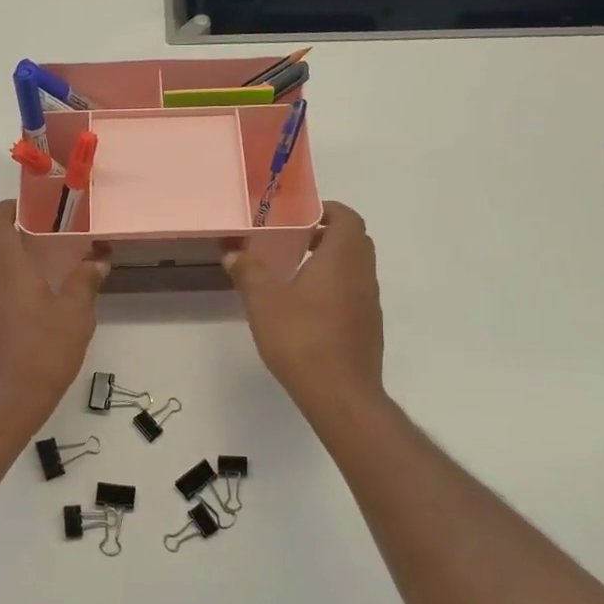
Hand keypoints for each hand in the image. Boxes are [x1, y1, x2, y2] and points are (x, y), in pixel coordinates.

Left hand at [0, 200, 106, 430]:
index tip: (36, 211)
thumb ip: (85, 282)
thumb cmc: (41, 351)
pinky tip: (13, 296)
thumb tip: (98, 261)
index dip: (13, 209)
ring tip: (24, 263)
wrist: (1, 400)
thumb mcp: (75, 316)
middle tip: (34, 236)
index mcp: (3, 261)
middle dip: (2, 229)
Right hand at [224, 202, 383, 415]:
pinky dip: (336, 287)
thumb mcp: (263, 302)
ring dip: (332, 262)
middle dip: (328, 234)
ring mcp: (370, 302)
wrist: (340, 393)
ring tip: (296, 272)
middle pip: (354, 241)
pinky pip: (355, 293)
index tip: (302, 214)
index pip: (347, 218)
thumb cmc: (301, 338)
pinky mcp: (368, 327)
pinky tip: (308, 308)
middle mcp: (363, 274)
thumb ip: (248, 272)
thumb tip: (232, 252)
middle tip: (295, 239)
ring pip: (356, 268)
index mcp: (342, 258)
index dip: (328, 210)